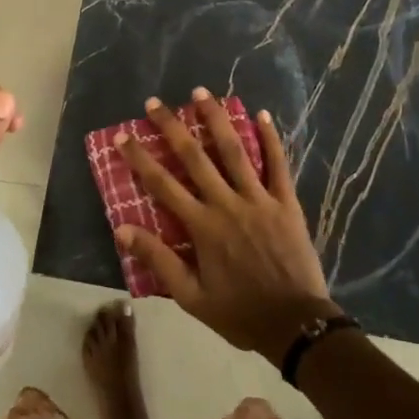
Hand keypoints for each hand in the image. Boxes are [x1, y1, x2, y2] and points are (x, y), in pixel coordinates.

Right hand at [117, 89, 340, 364]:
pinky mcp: (287, 203)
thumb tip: (121, 229)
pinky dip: (270, 139)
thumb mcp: (191, 296)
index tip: (123, 136)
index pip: (163, 184)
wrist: (296, 325)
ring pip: (235, 151)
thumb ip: (158, 260)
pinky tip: (261, 114)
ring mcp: (260, 199)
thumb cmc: (240, 312)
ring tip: (201, 92)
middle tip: (155, 102)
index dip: (141, 158)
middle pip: (195, 157)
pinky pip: (278, 164)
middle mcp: (227, 204)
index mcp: (202, 226)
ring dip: (216, 119)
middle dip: (172, 127)